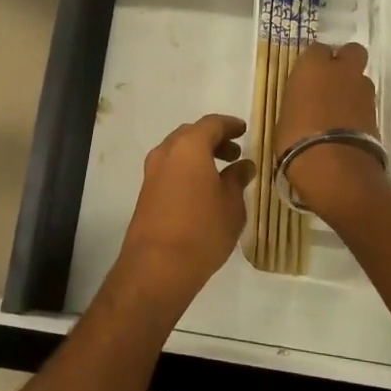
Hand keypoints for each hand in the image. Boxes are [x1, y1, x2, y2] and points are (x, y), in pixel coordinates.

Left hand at [113, 115, 254, 307]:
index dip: (230, 125)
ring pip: (179, 151)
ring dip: (200, 155)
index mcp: (189, 146)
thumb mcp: (231, 205)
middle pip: (192, 134)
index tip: (244, 131)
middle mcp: (166, 151)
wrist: (157, 266)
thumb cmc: (202, 230)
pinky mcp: (146, 191)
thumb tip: (243, 166)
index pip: (212, 123)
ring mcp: (152, 171)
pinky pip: (170, 168)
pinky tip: (203, 189)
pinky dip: (187, 169)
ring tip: (222, 173)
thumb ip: (237, 179)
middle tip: (235, 153)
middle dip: (214, 140)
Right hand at [276, 43, 387, 217]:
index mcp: (313, 66)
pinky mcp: (376, 113)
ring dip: (353, 87)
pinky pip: (366, 102)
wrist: (334, 167)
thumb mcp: (285, 116)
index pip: (317, 48)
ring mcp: (362, 91)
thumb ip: (299, 101)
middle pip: (352, 51)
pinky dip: (359, 109)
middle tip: (331, 79)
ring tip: (339, 108)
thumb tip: (304, 103)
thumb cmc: (296, 138)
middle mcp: (341, 71)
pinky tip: (347, 125)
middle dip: (345, 61)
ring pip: (361, 78)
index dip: (314, 60)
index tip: (307, 74)